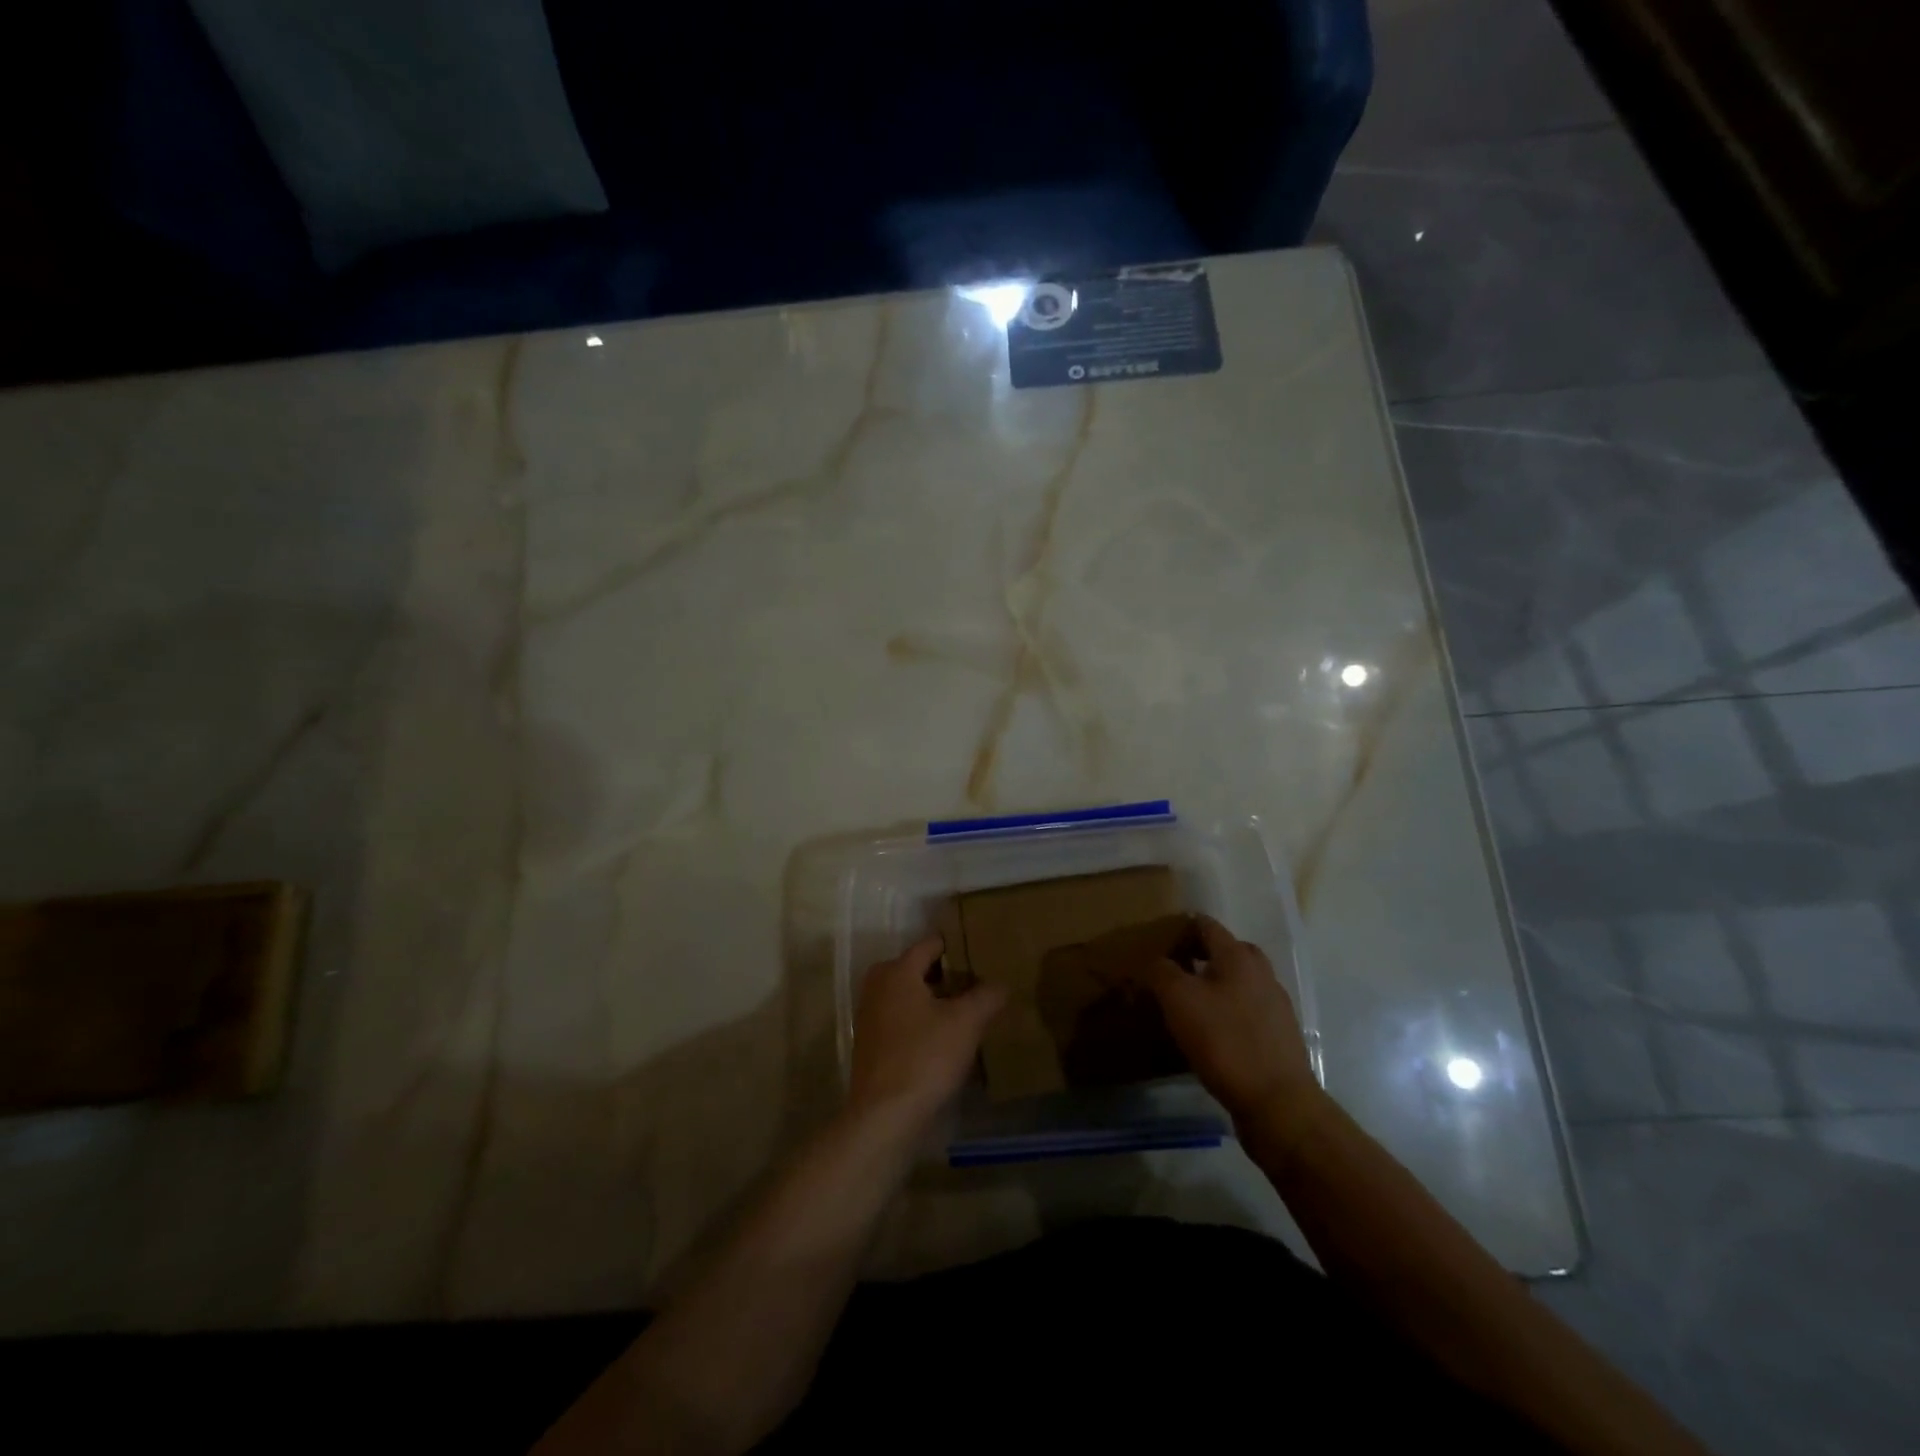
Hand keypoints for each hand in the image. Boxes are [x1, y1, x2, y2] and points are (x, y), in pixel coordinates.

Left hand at [848, 937, 1006, 1134]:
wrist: (884, 1116)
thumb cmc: (925, 1057)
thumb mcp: (966, 1023)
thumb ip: (986, 997)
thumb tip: (1001, 984)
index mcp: (897, 971)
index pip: (930, 944)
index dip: (957, 946)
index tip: (981, 953)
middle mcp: (878, 985)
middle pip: (917, 968)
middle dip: (946, 975)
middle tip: (977, 985)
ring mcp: (870, 1015)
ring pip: (908, 995)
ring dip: (934, 1000)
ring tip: (966, 1012)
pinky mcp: (870, 1044)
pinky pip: (900, 1019)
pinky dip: (920, 1022)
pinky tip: (944, 1039)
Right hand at [1147, 916, 1319, 1127]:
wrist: (1278, 1103)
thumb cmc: (1224, 1041)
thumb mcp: (1179, 1000)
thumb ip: (1162, 972)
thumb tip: (1157, 961)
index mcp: (1238, 956)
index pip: (1206, 925)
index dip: (1181, 929)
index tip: (1158, 944)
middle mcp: (1261, 972)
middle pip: (1227, 951)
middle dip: (1199, 956)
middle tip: (1173, 974)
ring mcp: (1275, 1004)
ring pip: (1239, 981)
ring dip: (1214, 985)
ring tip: (1189, 1006)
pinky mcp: (1279, 1034)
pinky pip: (1247, 1009)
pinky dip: (1228, 1011)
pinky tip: (1212, 1033)